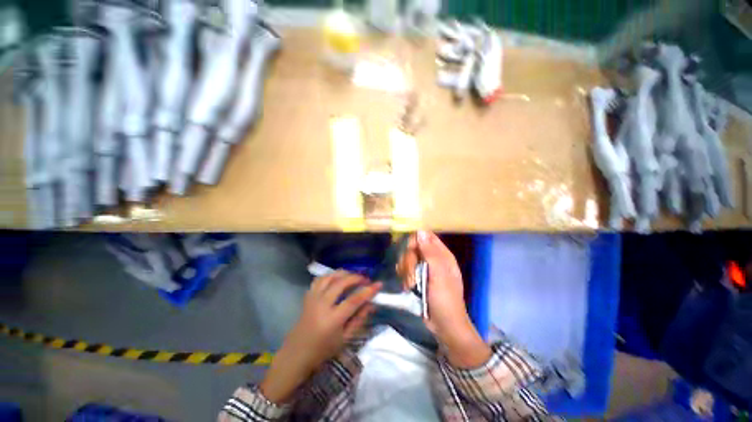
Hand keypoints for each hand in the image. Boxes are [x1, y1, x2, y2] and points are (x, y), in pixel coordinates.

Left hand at [260, 272, 380, 403]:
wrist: (296, 354)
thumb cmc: (323, 351)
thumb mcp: (345, 339)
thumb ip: (359, 319)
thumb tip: (371, 304)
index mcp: (332, 320)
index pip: (353, 300)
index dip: (367, 291)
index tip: (379, 284)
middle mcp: (321, 305)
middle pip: (341, 283)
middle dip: (356, 277)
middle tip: (366, 279)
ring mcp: (313, 298)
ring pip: (329, 277)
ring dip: (343, 273)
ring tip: (353, 276)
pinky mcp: (308, 296)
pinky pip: (319, 279)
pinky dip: (330, 275)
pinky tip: (337, 278)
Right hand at [398, 231, 490, 367]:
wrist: (444, 325)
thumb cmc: (445, 299)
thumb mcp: (439, 275)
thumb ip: (430, 252)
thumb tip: (420, 231)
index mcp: (442, 255)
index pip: (426, 236)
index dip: (415, 240)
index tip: (410, 250)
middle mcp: (432, 259)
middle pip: (413, 248)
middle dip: (409, 261)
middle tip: (412, 275)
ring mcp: (424, 269)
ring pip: (408, 259)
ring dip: (406, 271)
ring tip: (411, 285)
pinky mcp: (417, 278)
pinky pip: (405, 269)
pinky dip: (404, 277)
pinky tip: (408, 286)